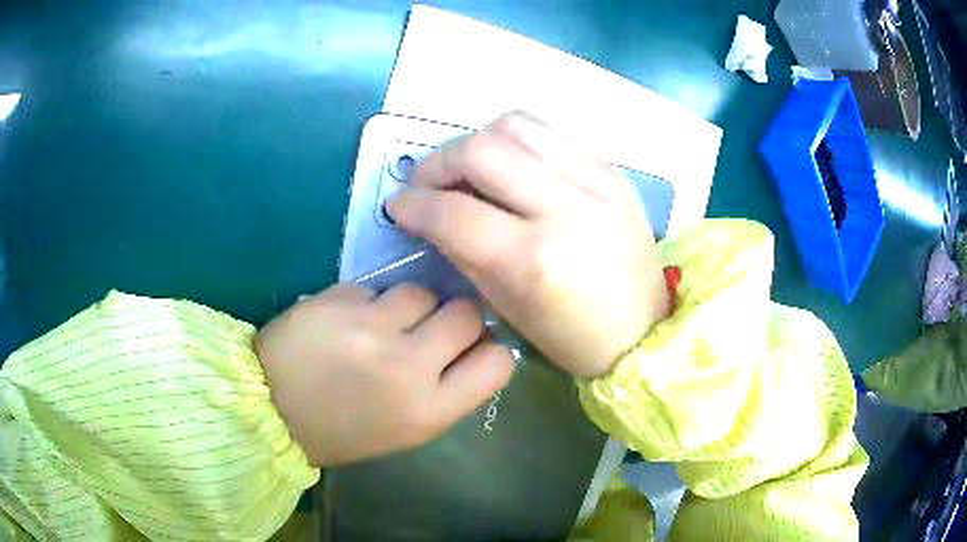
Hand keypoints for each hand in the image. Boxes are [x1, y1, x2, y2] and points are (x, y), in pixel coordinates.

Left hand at [255, 283, 513, 466]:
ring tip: (380, 324)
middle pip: (466, 313)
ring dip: (409, 305)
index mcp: (429, 410)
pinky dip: (367, 302)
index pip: (497, 363)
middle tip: (429, 328)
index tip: (471, 349)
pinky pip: (374, 288)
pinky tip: (345, 321)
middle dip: (454, 317)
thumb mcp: (405, 429)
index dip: (490, 350)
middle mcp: (408, 366)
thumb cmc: (342, 431)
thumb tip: (469, 348)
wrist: (269, 411)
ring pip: (420, 291)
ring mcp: (370, 328)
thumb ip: (445, 390)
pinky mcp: (337, 300)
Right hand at [388, 112, 668, 378]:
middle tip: (428, 182)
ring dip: (478, 140)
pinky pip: (551, 134)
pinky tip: (511, 166)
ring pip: (517, 125)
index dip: (413, 204)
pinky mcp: (613, 171)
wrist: (644, 330)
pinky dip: (518, 142)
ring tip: (469, 167)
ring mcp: (597, 182)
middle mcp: (566, 209)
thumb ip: (463, 251)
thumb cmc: (572, 337)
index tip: (398, 205)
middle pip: (481, 150)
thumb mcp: (506, 305)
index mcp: (534, 260)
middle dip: (439, 161)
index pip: (453, 212)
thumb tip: (432, 213)